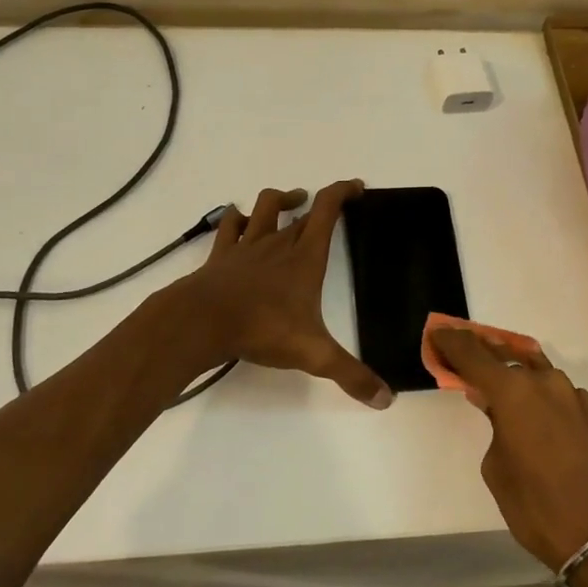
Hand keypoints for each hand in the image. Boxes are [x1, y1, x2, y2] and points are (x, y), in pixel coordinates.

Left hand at [179, 182, 392, 408]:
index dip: (343, 191)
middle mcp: (278, 243)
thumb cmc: (261, 328)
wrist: (201, 321)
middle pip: (302, 211)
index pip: (327, 209)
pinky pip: (230, 226)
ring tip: (290, 201)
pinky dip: (238, 219)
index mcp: (305, 257)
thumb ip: (350, 375)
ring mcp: (246, 246)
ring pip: (264, 207)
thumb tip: (386, 399)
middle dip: (319, 204)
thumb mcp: (313, 354)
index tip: (356, 187)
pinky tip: (241, 223)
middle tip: (331, 208)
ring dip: (279, 200)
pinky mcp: (221, 256)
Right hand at [430, 328, 587, 570]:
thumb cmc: (539, 507)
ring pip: (539, 375)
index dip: (452, 341)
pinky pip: (562, 397)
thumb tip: (497, 410)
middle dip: (484, 354)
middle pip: (507, 358)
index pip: (473, 354)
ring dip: (519, 377)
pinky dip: (545, 400)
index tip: (438, 331)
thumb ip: (493, 428)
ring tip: (504, 386)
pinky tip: (541, 419)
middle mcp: (546, 383)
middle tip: (466, 354)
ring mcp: (576, 396)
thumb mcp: (497, 470)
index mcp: (513, 392)